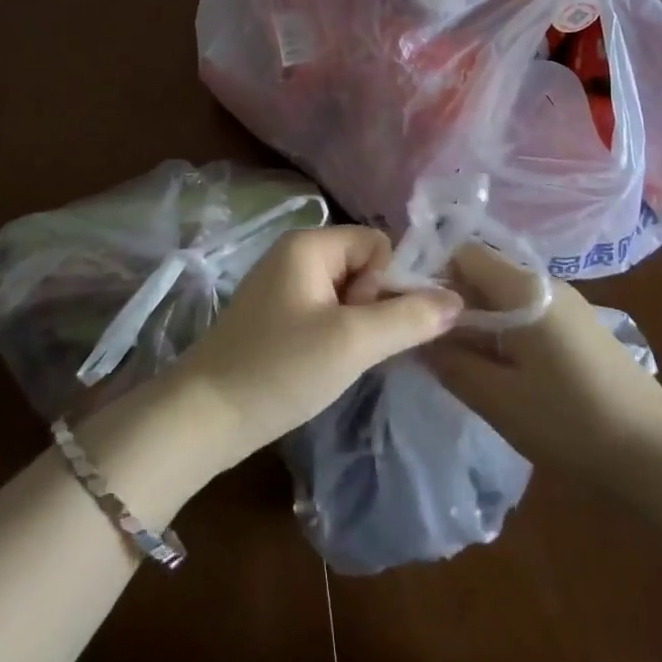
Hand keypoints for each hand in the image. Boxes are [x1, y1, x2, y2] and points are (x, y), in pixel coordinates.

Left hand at [166, 225, 463, 470]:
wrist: (204, 418)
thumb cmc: (280, 369)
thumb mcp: (352, 343)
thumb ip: (408, 318)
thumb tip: (457, 299)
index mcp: (309, 244)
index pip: (377, 243)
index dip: (387, 282)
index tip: (367, 324)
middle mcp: (294, 254)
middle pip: (363, 266)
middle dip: (370, 306)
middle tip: (349, 346)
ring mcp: (281, 285)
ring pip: (346, 294)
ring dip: (354, 326)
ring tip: (335, 360)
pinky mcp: (275, 316)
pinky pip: (324, 312)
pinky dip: (334, 336)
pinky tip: (320, 366)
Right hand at [426, 244, 661, 492]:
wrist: (659, 455)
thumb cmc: (572, 423)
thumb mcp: (499, 399)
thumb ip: (450, 362)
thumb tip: (417, 338)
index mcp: (523, 288)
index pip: (463, 252)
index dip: (432, 274)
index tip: (414, 312)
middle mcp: (545, 281)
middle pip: (483, 271)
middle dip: (453, 301)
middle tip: (433, 344)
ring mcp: (567, 302)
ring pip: (504, 293)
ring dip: (479, 318)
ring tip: (464, 361)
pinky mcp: (579, 324)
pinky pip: (527, 310)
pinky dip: (504, 329)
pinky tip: (504, 369)